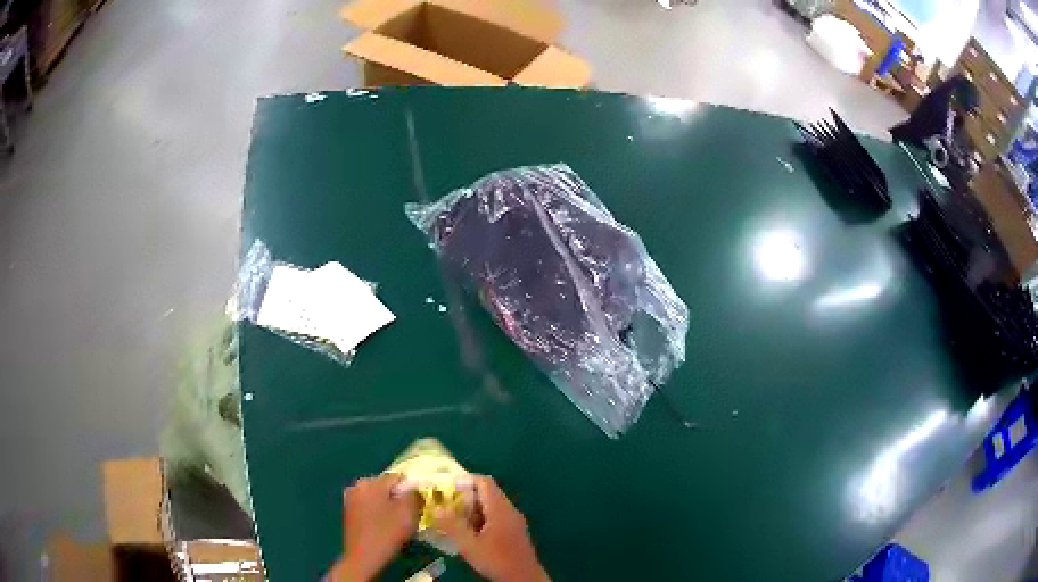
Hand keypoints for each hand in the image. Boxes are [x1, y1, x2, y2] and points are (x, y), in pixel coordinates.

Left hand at [330, 474, 419, 580]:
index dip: (411, 491)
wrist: (362, 558)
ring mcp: (351, 497)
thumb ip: (413, 494)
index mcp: (371, 482)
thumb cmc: (386, 534)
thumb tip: (412, 487)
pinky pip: (369, 505)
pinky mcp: (348, 510)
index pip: (398, 478)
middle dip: (398, 498)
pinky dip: (377, 512)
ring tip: (395, 523)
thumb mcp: (407, 513)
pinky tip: (382, 526)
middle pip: (386, 486)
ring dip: (388, 506)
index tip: (416, 507)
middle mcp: (358, 485)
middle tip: (406, 517)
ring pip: (377, 496)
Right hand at [434, 475, 548, 581]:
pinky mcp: (514, 531)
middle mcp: (509, 510)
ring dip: (471, 508)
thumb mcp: (470, 545)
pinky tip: (467, 531)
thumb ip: (452, 526)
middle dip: (464, 495)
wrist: (524, 578)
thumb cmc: (497, 560)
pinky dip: (480, 518)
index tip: (445, 486)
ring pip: (490, 505)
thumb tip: (436, 507)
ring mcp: (513, 520)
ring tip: (451, 517)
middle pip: (487, 492)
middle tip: (444, 503)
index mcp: (500, 509)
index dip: (464, 480)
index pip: (483, 482)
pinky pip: (495, 516)